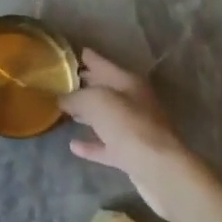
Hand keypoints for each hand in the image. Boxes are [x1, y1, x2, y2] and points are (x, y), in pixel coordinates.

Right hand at [64, 48, 198, 219]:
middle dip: (86, 84)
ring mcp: (135, 129)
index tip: (73, 52)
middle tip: (62, 81)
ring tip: (66, 110)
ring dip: (89, 114)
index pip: (103, 64)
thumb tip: (62, 99)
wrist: (159, 169)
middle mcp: (134, 102)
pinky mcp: (132, 155)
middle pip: (106, 89)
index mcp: (129, 82)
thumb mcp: (96, 101)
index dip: (88, 58)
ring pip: (106, 117)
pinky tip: (74, 146)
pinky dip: (92, 145)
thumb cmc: (128, 125)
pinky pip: (106, 145)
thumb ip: (76, 97)